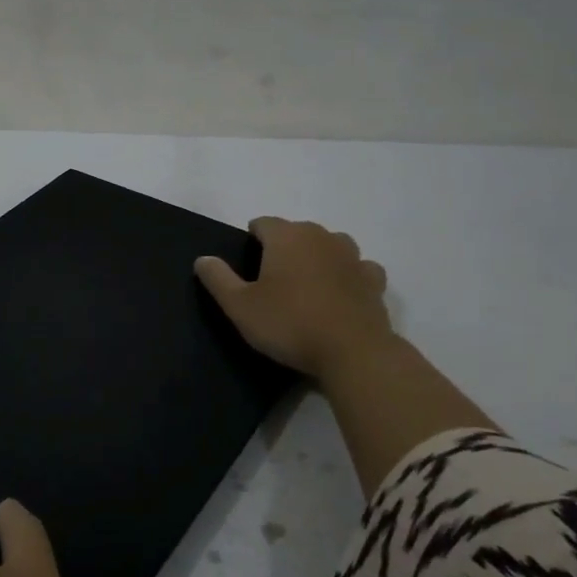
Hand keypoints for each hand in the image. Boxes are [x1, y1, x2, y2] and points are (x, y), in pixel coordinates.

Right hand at [194, 216, 393, 379]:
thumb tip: (203, 259)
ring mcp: (352, 256)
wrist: (353, 353)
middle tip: (271, 281)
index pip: (262, 223)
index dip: (251, 240)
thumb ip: (218, 279)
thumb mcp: (240, 306)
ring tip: (306, 286)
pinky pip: (358, 268)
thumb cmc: (289, 324)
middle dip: (283, 248)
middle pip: (296, 232)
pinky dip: (347, 275)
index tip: (246, 265)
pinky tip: (340, 294)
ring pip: (329, 245)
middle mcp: (321, 236)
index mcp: (287, 236)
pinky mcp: (374, 280)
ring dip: (317, 257)